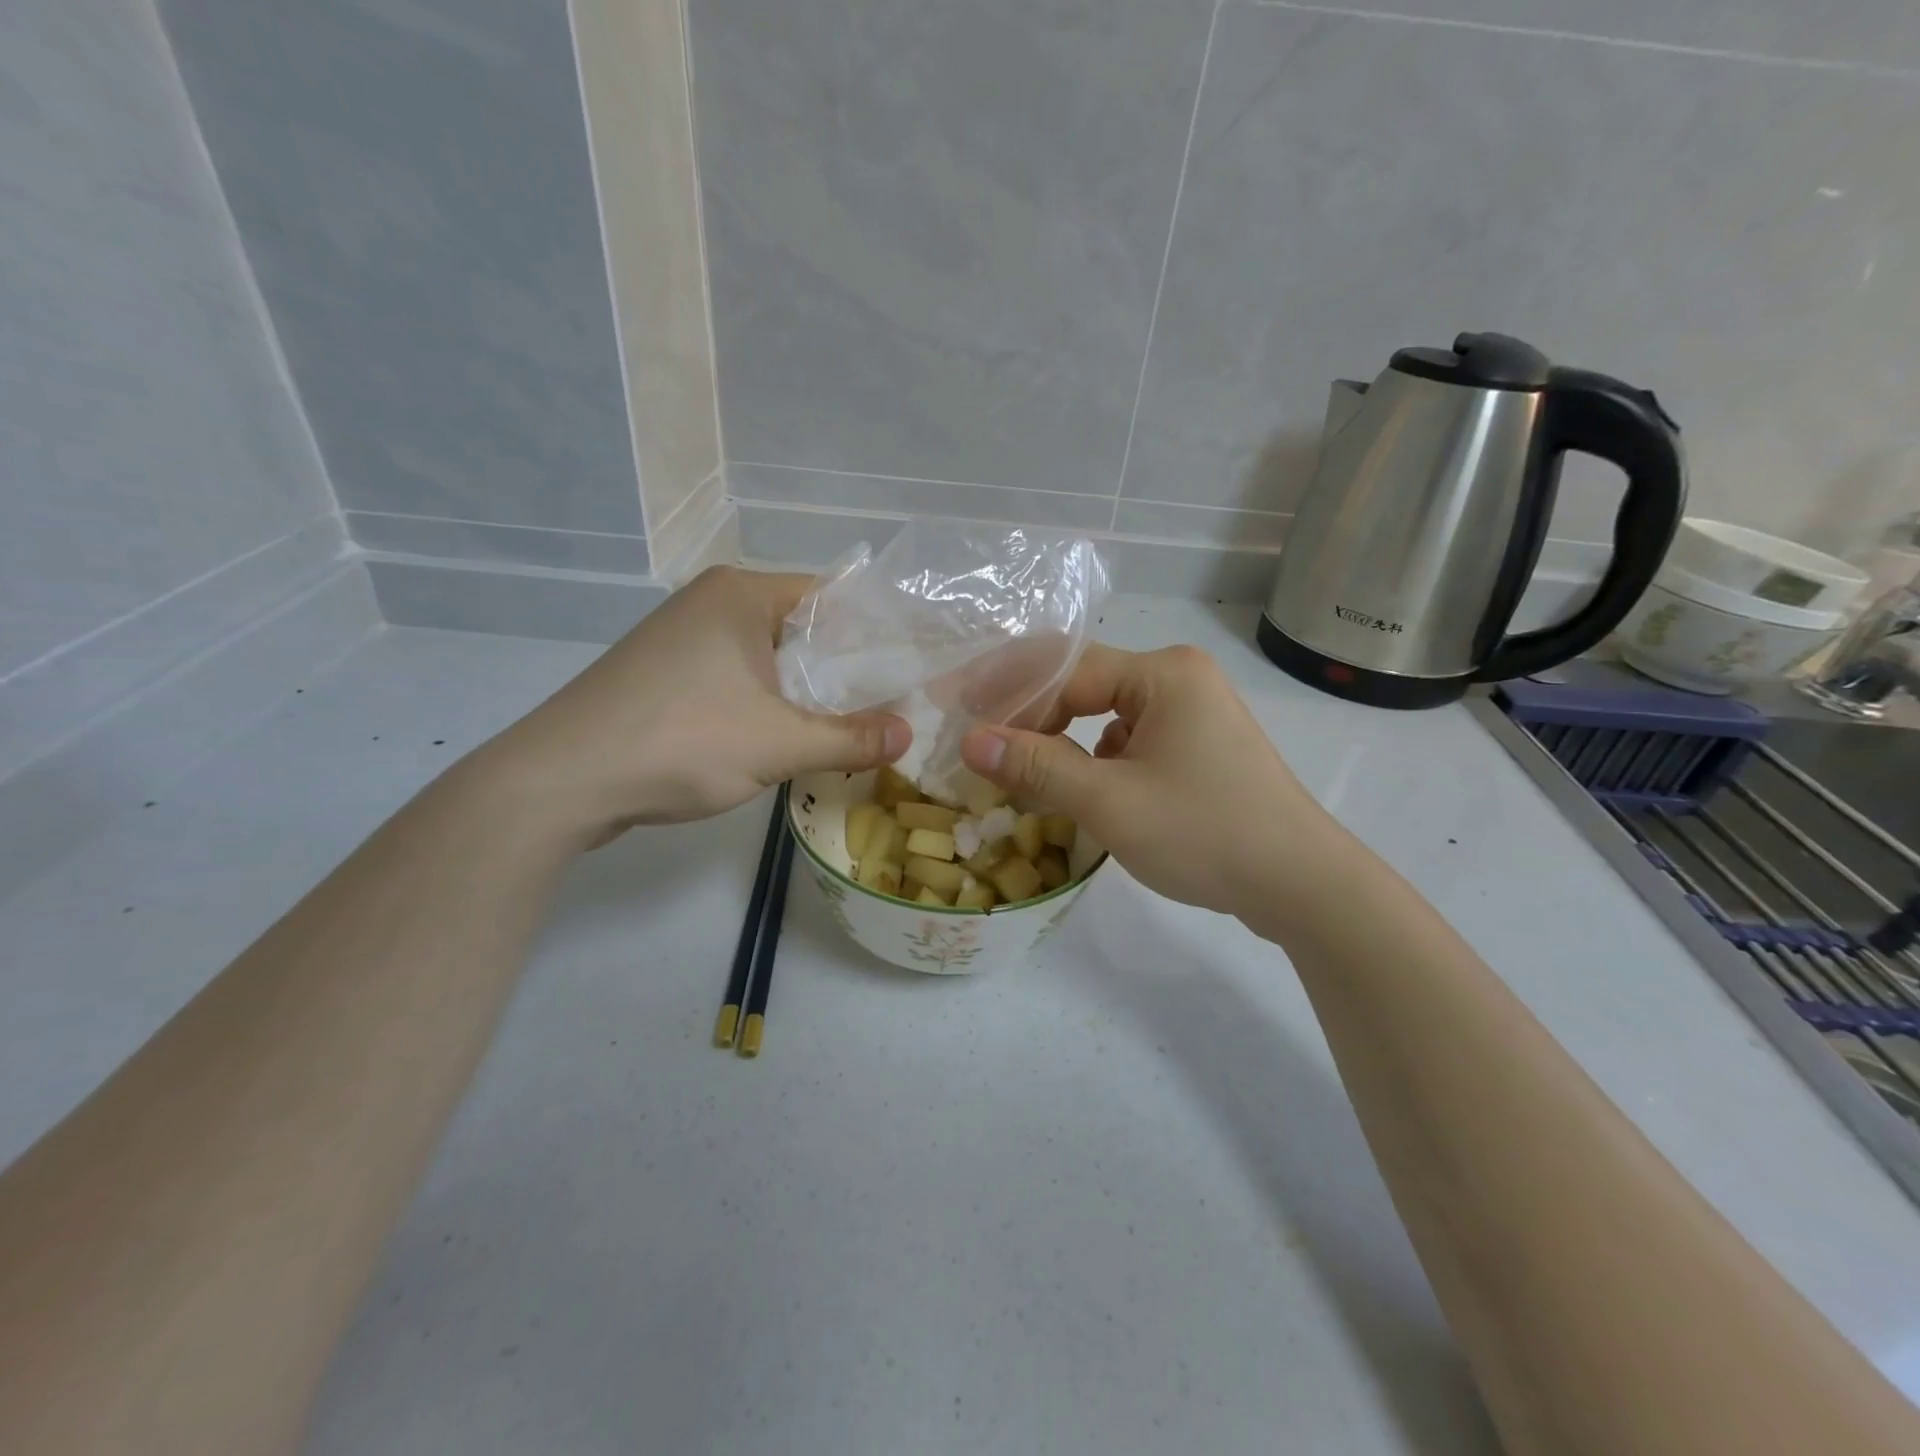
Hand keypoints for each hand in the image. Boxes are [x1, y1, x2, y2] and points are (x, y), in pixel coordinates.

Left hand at [478, 567, 909, 843]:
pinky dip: (769, 701)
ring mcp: (682, 637)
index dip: (875, 631)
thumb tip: (908, 736)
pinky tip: (788, 735)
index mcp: (742, 594)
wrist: (562, 780)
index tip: (910, 665)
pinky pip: (738, 677)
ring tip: (852, 723)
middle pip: (802, 627)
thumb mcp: (780, 742)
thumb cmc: (681, 740)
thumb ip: (851, 738)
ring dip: (807, 690)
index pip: (831, 596)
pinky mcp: (665, 674)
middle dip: (845, 667)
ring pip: (769, 657)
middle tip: (892, 702)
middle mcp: (712, 603)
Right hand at [960, 644, 1339, 921]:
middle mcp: (1178, 679)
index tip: (956, 714)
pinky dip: (1093, 761)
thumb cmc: (1205, 833)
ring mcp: (1192, 713)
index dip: (1006, 693)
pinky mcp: (1197, 747)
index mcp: (1162, 673)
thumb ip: (1037, 766)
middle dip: (1029, 716)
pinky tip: (1077, 790)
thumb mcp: (1110, 802)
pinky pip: (1129, 741)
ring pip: (1103, 717)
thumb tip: (970, 740)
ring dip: (1060, 742)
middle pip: (1083, 687)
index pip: (1065, 671)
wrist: (1301, 884)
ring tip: (1019, 772)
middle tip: (979, 744)